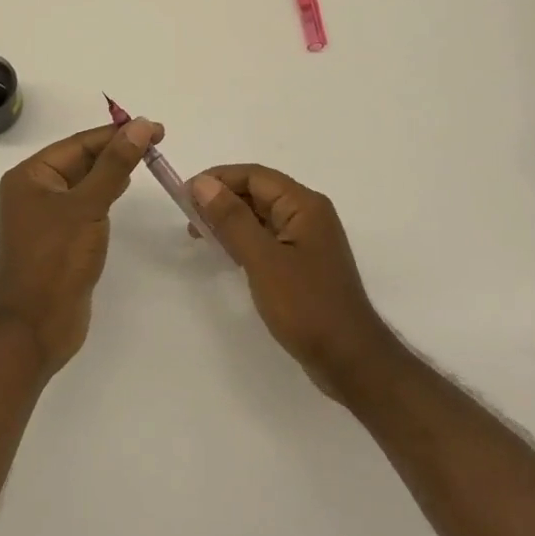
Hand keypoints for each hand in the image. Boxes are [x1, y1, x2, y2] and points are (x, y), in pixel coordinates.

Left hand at [0, 119, 160, 375]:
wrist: (35, 326)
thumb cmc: (56, 260)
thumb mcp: (88, 206)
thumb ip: (114, 165)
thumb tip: (138, 126)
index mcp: (30, 176)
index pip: (79, 143)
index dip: (117, 133)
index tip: (153, 127)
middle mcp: (34, 191)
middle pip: (80, 160)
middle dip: (116, 149)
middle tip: (156, 140)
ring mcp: (45, 216)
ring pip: (84, 182)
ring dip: (112, 170)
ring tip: (147, 157)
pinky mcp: (59, 239)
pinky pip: (84, 205)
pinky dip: (104, 193)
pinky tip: (123, 189)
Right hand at [188, 165, 399, 399]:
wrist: (350, 360)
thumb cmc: (307, 306)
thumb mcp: (263, 260)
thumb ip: (232, 219)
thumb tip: (202, 183)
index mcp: (304, 205)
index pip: (254, 176)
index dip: (218, 179)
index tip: (184, 195)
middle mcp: (308, 214)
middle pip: (258, 192)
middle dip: (222, 199)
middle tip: (188, 219)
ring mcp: (307, 240)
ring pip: (261, 216)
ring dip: (230, 220)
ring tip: (200, 235)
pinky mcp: (303, 263)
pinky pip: (267, 238)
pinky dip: (244, 239)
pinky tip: (226, 253)